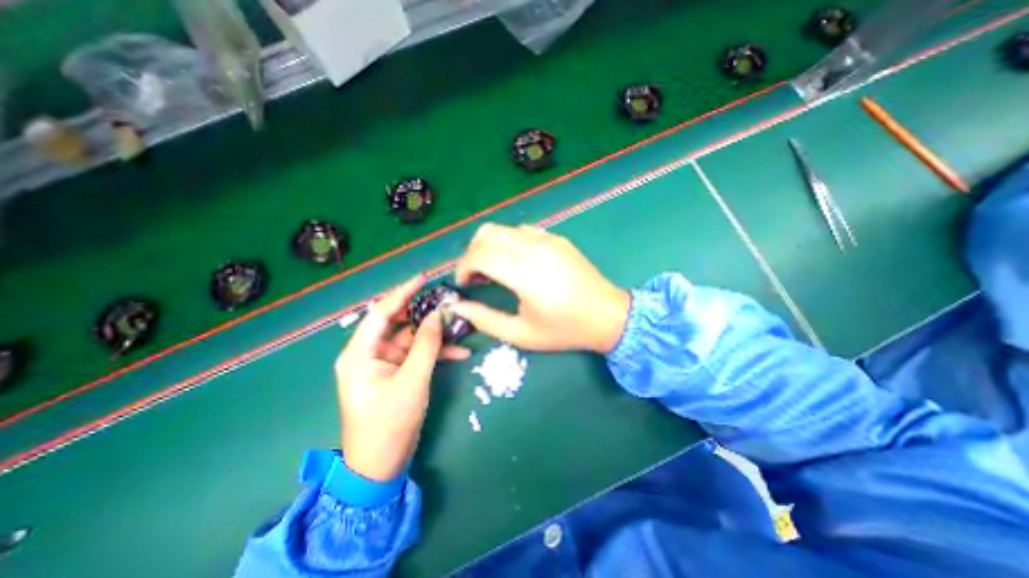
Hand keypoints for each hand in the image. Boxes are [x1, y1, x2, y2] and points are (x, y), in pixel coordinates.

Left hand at [333, 272, 469, 480]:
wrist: (381, 466)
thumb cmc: (389, 424)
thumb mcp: (412, 381)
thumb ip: (426, 345)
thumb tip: (439, 315)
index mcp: (360, 353)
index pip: (381, 312)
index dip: (402, 293)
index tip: (423, 278)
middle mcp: (369, 353)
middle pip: (398, 323)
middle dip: (424, 314)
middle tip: (448, 303)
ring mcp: (384, 363)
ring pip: (412, 338)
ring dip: (435, 334)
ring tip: (460, 326)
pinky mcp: (396, 372)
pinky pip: (416, 354)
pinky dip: (436, 352)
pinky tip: (460, 352)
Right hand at [454, 223, 632, 354]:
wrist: (607, 315)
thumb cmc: (564, 329)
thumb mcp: (521, 334)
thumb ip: (485, 320)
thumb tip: (458, 307)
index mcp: (524, 272)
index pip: (479, 254)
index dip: (463, 267)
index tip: (464, 284)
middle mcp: (533, 248)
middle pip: (487, 234)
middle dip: (472, 253)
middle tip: (475, 276)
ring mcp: (547, 239)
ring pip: (503, 229)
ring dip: (489, 245)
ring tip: (493, 269)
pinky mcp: (557, 238)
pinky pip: (522, 231)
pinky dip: (509, 242)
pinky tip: (516, 262)